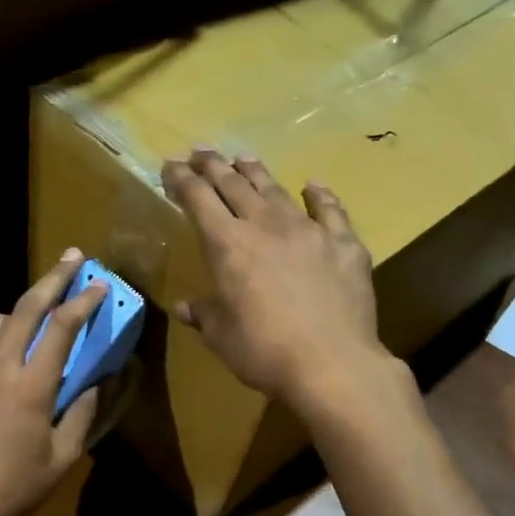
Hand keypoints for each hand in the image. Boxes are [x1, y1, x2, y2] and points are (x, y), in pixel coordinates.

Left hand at [0, 250, 107, 515]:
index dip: (84, 301)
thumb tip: (101, 380)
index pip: (62, 328)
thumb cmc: (17, 487)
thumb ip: (84, 412)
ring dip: (18, 312)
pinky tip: (1, 358)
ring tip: (34, 318)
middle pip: (25, 308)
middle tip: (72, 258)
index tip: (101, 283)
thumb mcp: (64, 456)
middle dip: (52, 278)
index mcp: (31, 387)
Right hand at [161, 149, 398, 411]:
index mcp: (228, 246)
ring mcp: (308, 231)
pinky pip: (329, 210)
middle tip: (201, 151)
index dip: (182, 179)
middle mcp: (265, 226)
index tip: (170, 165)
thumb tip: (185, 306)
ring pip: (276, 190)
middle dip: (213, 166)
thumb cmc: (264, 352)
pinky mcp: (344, 244)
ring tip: (242, 158)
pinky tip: (313, 186)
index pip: (198, 200)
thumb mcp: (221, 336)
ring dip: (255, 172)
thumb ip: (204, 314)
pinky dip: (319, 195)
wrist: (332, 364)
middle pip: (234, 185)